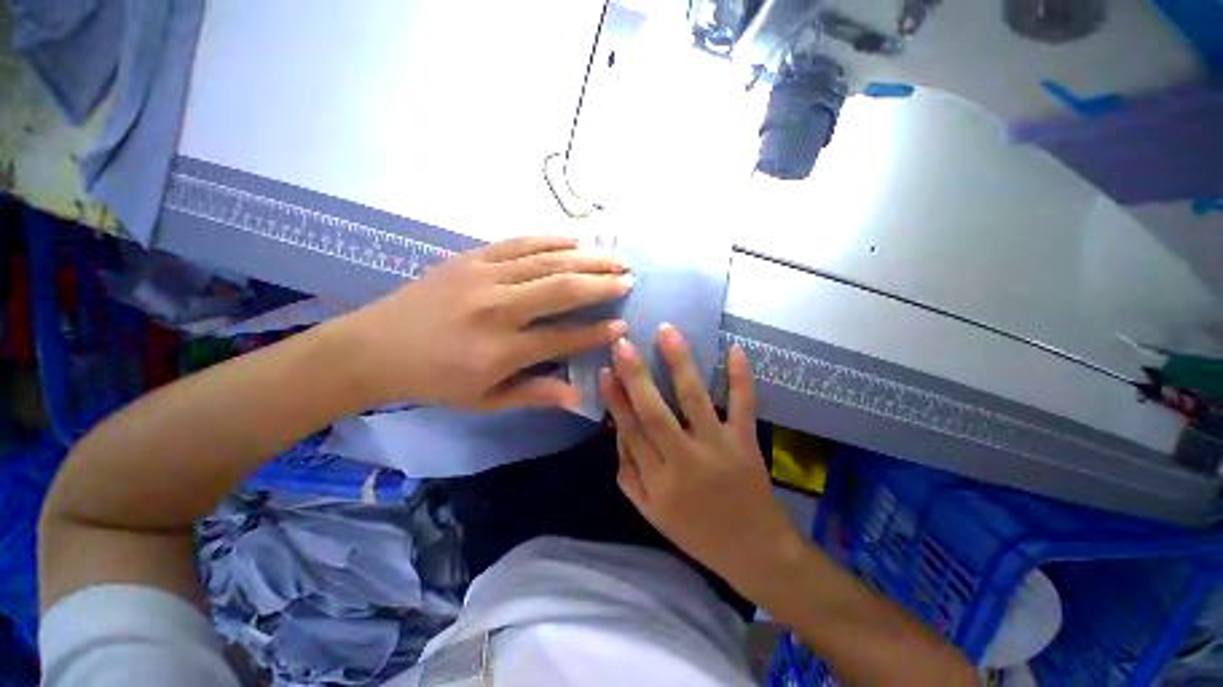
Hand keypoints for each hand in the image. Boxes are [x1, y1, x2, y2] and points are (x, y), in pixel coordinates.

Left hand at [346, 235, 631, 409]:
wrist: (374, 347)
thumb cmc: (434, 381)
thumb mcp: (485, 400)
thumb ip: (536, 394)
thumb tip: (580, 394)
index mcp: (501, 350)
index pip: (563, 338)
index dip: (597, 332)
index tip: (622, 326)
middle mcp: (498, 309)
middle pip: (562, 289)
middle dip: (602, 283)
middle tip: (630, 279)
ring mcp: (484, 276)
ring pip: (547, 261)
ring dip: (587, 258)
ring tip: (615, 256)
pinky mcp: (471, 257)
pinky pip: (520, 242)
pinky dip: (551, 239)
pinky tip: (576, 239)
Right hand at [600, 324, 803, 592]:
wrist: (754, 550)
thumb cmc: (695, 532)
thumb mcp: (650, 513)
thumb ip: (628, 473)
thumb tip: (617, 431)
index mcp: (658, 481)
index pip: (631, 431)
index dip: (615, 399)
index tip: (605, 370)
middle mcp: (686, 460)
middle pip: (655, 412)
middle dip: (636, 375)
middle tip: (623, 343)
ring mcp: (719, 447)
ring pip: (694, 400)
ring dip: (680, 363)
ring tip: (667, 332)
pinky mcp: (746, 441)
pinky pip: (743, 406)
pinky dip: (741, 378)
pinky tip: (735, 349)